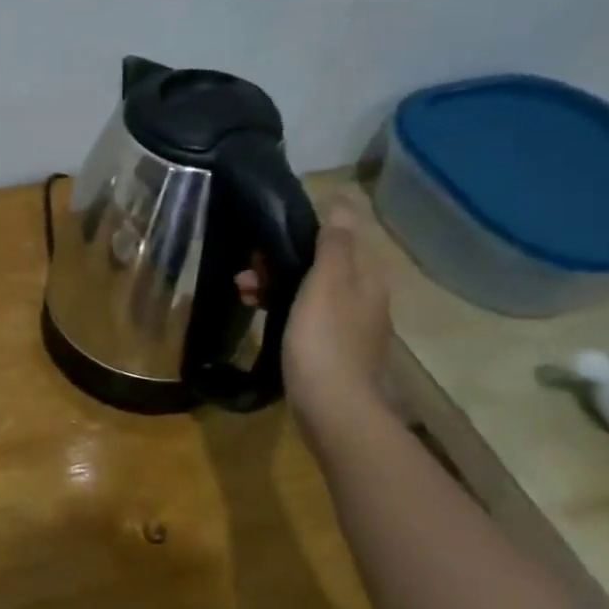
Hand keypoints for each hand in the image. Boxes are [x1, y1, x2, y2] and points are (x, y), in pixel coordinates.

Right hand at [237, 197, 391, 427]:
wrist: (332, 406)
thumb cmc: (324, 339)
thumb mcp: (326, 282)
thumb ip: (334, 243)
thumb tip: (341, 202)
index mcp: (367, 278)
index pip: (340, 237)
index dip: (303, 231)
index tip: (268, 234)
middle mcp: (364, 298)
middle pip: (321, 265)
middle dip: (281, 260)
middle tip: (245, 269)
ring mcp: (349, 326)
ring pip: (308, 291)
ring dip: (275, 285)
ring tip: (241, 292)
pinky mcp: (331, 350)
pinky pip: (304, 315)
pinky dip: (280, 309)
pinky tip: (257, 315)